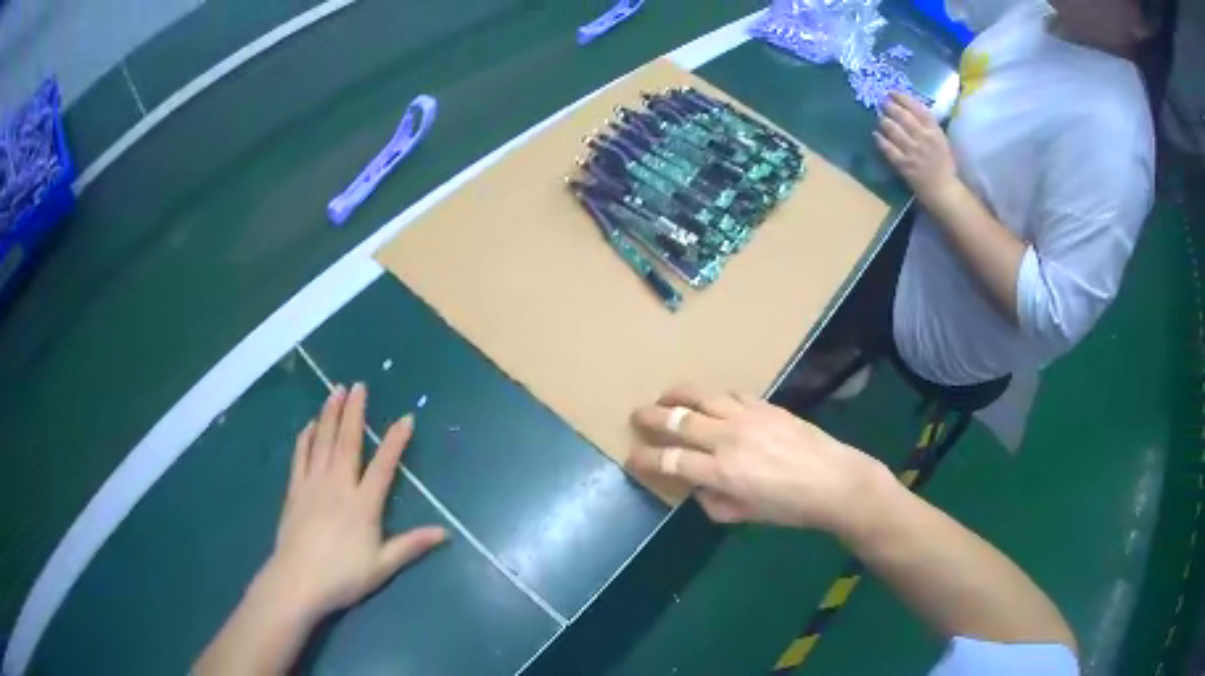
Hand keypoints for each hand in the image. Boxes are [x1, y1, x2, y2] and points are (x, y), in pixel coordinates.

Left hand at [258, 383, 445, 623]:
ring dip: (329, 414)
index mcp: (363, 504)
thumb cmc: (343, 576)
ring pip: (322, 441)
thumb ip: (411, 545)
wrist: (297, 581)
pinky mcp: (295, 490)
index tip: (406, 418)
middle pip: (347, 442)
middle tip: (358, 385)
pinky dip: (305, 438)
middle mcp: (338, 485)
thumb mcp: (382, 566)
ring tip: (335, 390)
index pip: (383, 465)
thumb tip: (445, 532)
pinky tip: (308, 424)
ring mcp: (313, 484)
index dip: (396, 441)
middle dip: (354, 412)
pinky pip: (300, 456)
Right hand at [627, 386, 889, 536]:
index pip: (670, 460)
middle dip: (651, 417)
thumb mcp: (747, 516)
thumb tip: (699, 488)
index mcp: (721, 471)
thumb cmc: (791, 508)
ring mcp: (747, 416)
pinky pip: (731, 393)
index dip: (645, 459)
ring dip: (678, 395)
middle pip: (679, 420)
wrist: (835, 481)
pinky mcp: (765, 405)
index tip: (632, 458)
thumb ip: (715, 503)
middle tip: (637, 416)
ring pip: (702, 397)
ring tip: (666, 397)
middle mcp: (728, 438)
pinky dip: (714, 396)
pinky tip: (711, 401)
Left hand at [874, 93, 959, 207]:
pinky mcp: (904, 165)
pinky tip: (876, 136)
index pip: (917, 107)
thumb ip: (927, 125)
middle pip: (902, 115)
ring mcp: (913, 151)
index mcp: (934, 130)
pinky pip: (888, 148)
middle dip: (889, 106)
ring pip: (892, 129)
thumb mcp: (940, 139)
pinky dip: (880, 140)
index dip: (902, 97)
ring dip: (883, 121)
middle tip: (881, 103)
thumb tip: (908, 108)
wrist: (944, 190)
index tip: (891, 92)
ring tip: (880, 120)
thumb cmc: (943, 164)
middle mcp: (923, 137)